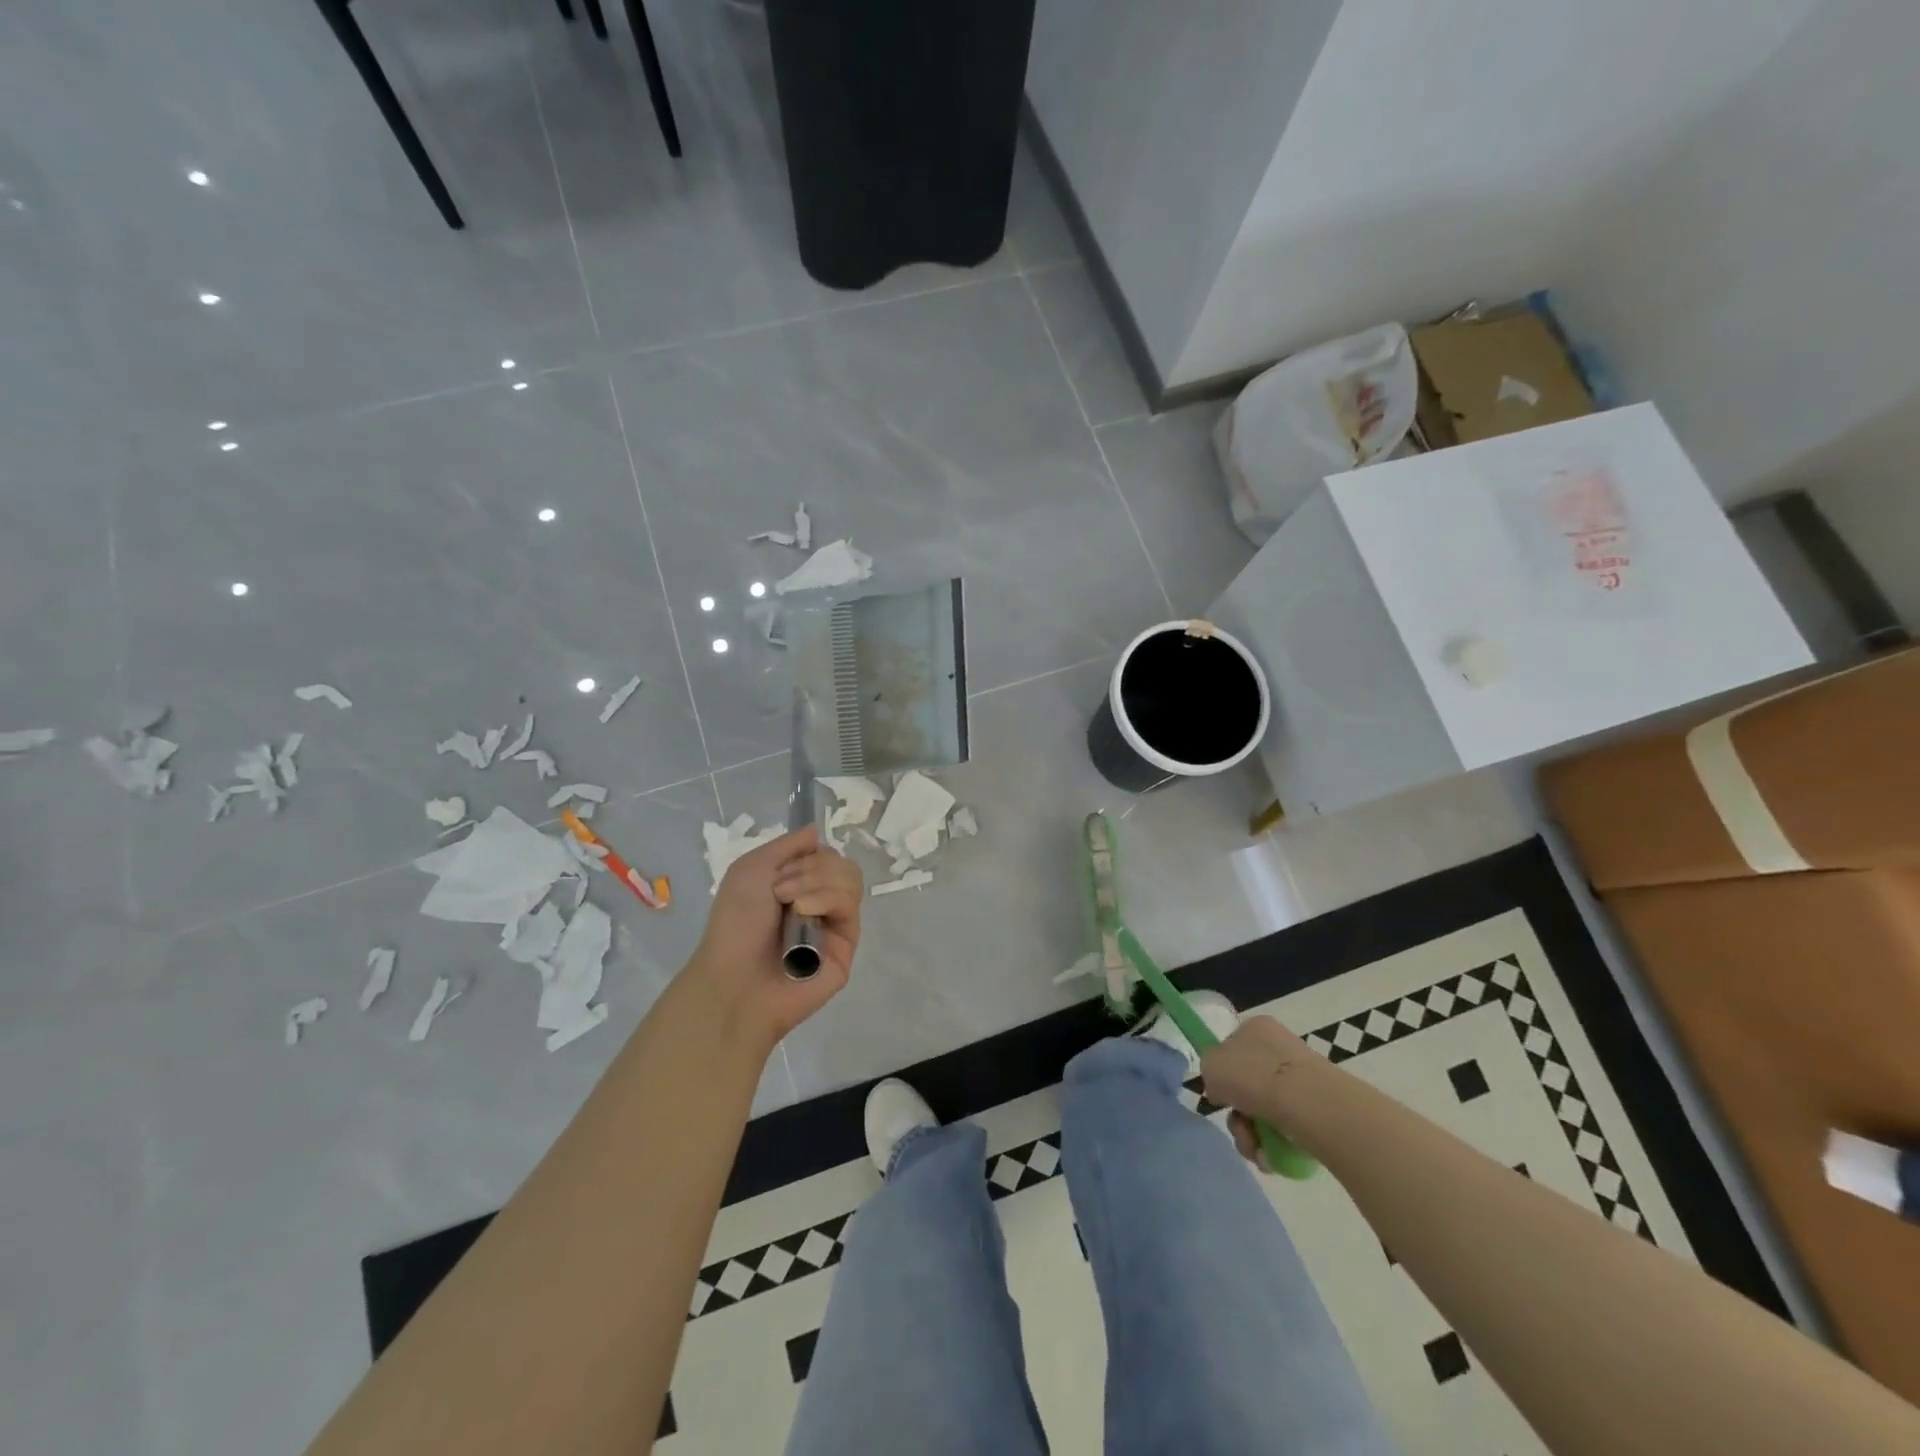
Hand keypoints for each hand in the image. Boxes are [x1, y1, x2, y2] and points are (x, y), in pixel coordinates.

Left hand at [686, 825, 862, 1045]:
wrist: (735, 978)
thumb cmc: (735, 923)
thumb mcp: (751, 867)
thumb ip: (788, 845)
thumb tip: (816, 830)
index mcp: (797, 886)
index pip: (825, 854)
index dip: (808, 855)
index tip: (781, 870)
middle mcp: (819, 903)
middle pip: (841, 863)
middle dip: (811, 868)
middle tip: (780, 890)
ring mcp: (835, 925)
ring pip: (851, 880)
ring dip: (817, 882)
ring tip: (792, 904)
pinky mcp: (848, 945)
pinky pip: (851, 906)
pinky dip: (828, 899)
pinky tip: (805, 912)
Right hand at [1200, 1016, 1321, 1170]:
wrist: (1305, 1103)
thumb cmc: (1252, 1075)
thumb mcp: (1210, 1064)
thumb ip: (1210, 1071)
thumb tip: (1224, 1089)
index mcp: (1256, 1028)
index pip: (1232, 1050)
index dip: (1223, 1077)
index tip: (1221, 1097)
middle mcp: (1280, 1047)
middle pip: (1248, 1087)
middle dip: (1238, 1115)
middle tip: (1239, 1128)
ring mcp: (1301, 1079)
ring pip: (1265, 1112)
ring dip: (1252, 1135)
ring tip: (1255, 1148)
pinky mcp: (1318, 1109)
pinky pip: (1287, 1130)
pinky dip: (1275, 1146)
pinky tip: (1272, 1155)